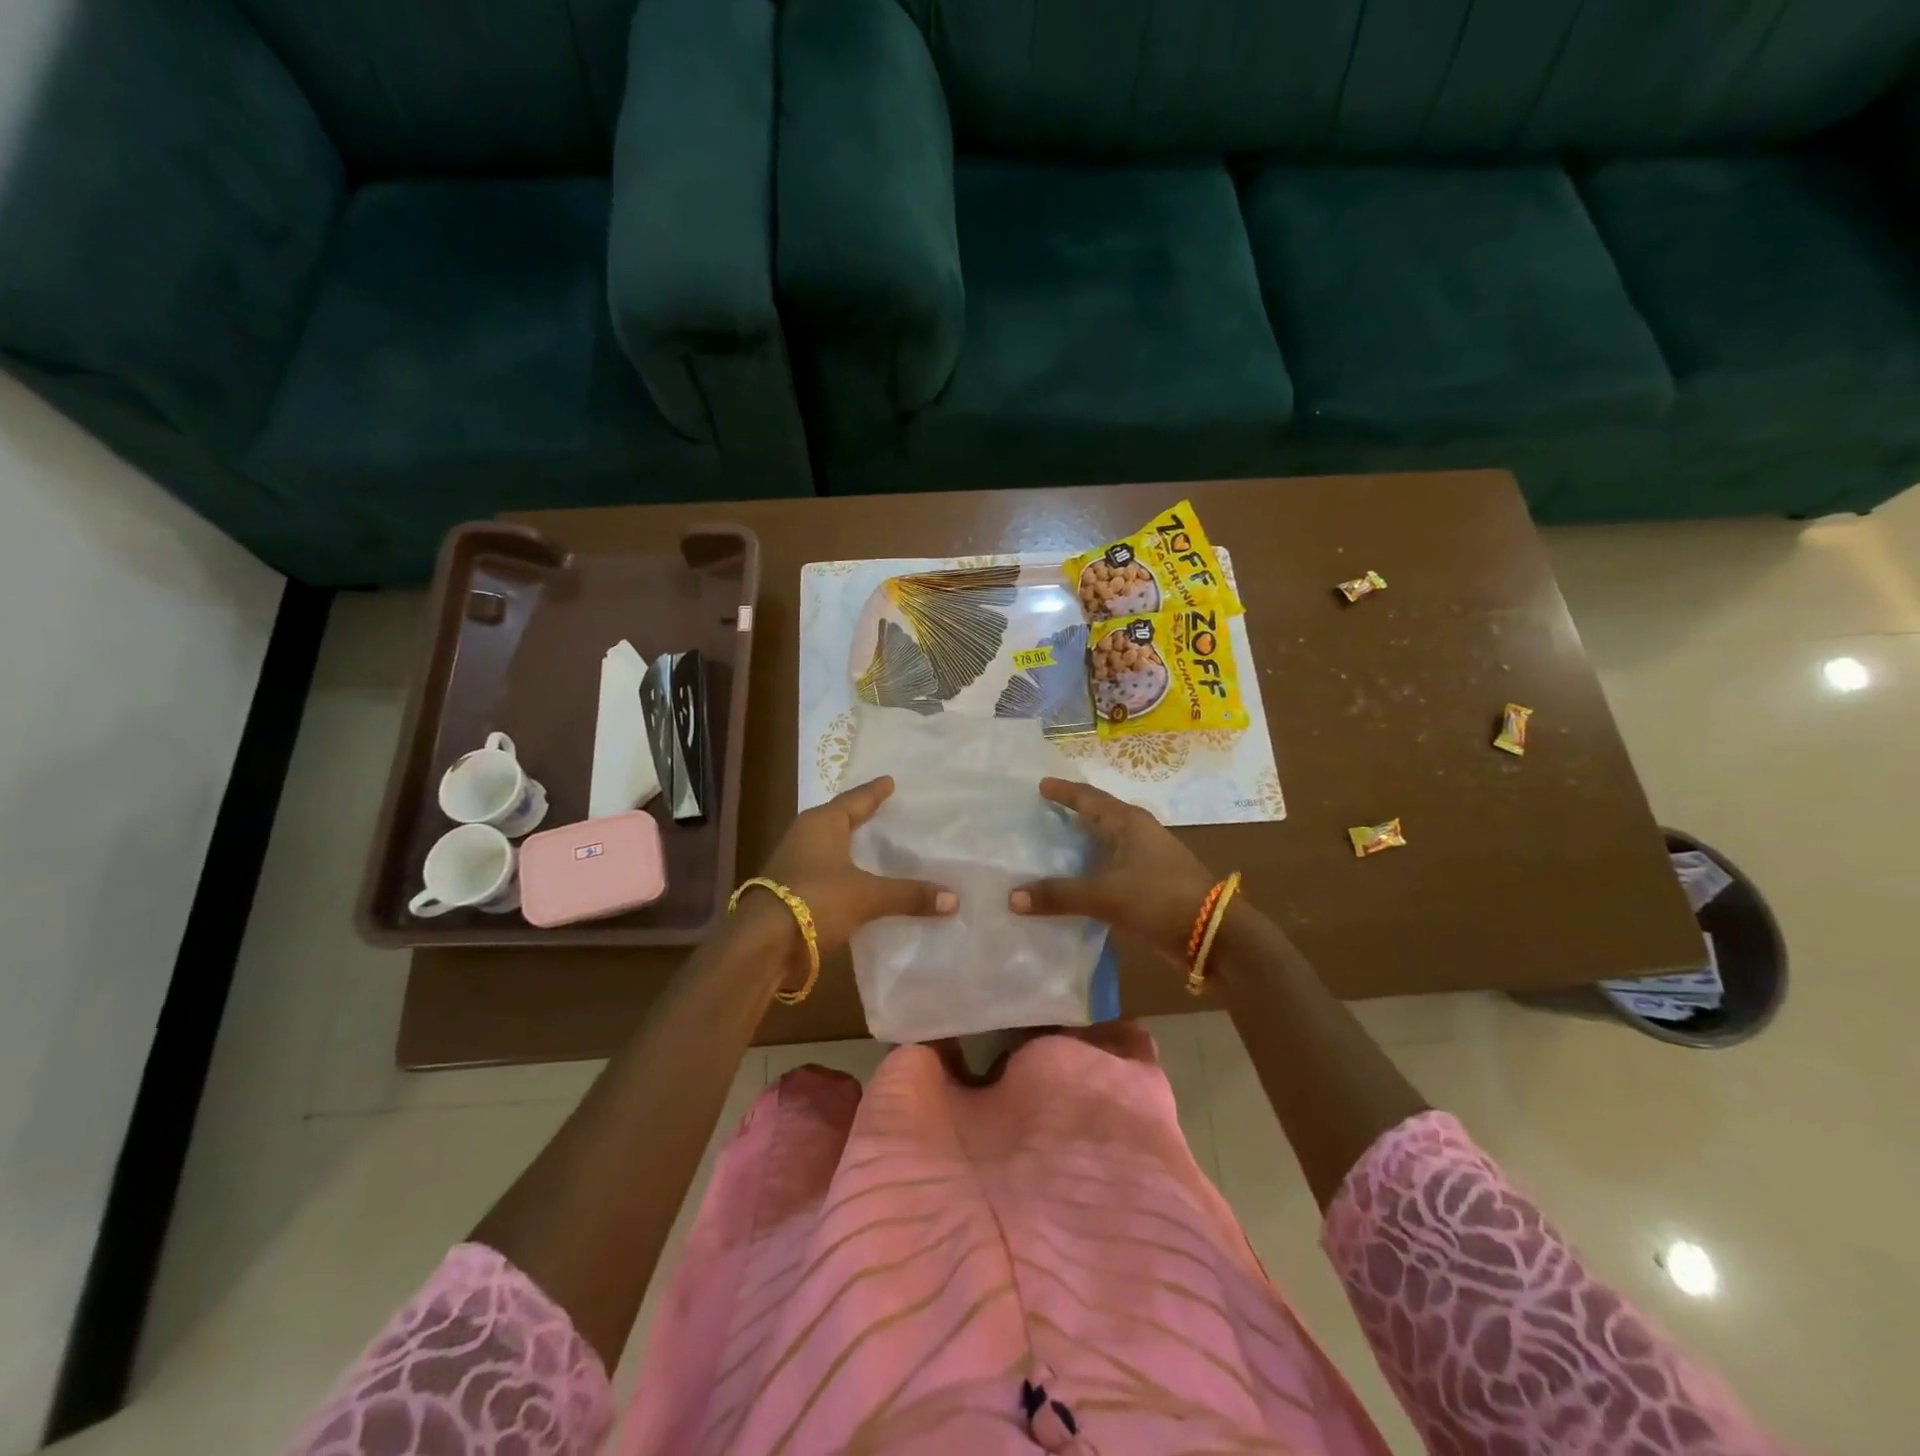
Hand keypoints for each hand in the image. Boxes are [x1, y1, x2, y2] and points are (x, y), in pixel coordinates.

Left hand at [755, 777, 954, 972]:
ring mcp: (794, 863)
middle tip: (886, 810)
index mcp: (822, 823)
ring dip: (849, 845)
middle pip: (839, 819)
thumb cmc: (815, 900)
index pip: (855, 800)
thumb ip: (909, 895)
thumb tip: (954, 899)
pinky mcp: (790, 890)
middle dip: (861, 816)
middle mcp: (805, 835)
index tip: (889, 781)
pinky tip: (858, 881)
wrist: (762, 943)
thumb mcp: (867, 896)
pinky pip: (824, 871)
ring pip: (829, 846)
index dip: (875, 792)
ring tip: (875, 845)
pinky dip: (843, 871)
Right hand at [1009, 778, 1215, 964]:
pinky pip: (1113, 865)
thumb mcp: (1104, 896)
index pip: (1088, 798)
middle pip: (1099, 815)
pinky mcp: (1152, 881)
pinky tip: (1077, 880)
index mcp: (1128, 823)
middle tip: (1043, 812)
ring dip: (1083, 842)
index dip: (1064, 791)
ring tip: (1054, 844)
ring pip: (1108, 842)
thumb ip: (1058, 895)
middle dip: (1073, 813)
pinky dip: (1093, 868)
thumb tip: (1012, 897)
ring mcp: (1148, 857)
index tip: (1041, 785)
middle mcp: (1138, 833)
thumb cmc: (1158, 899)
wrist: (1214, 934)